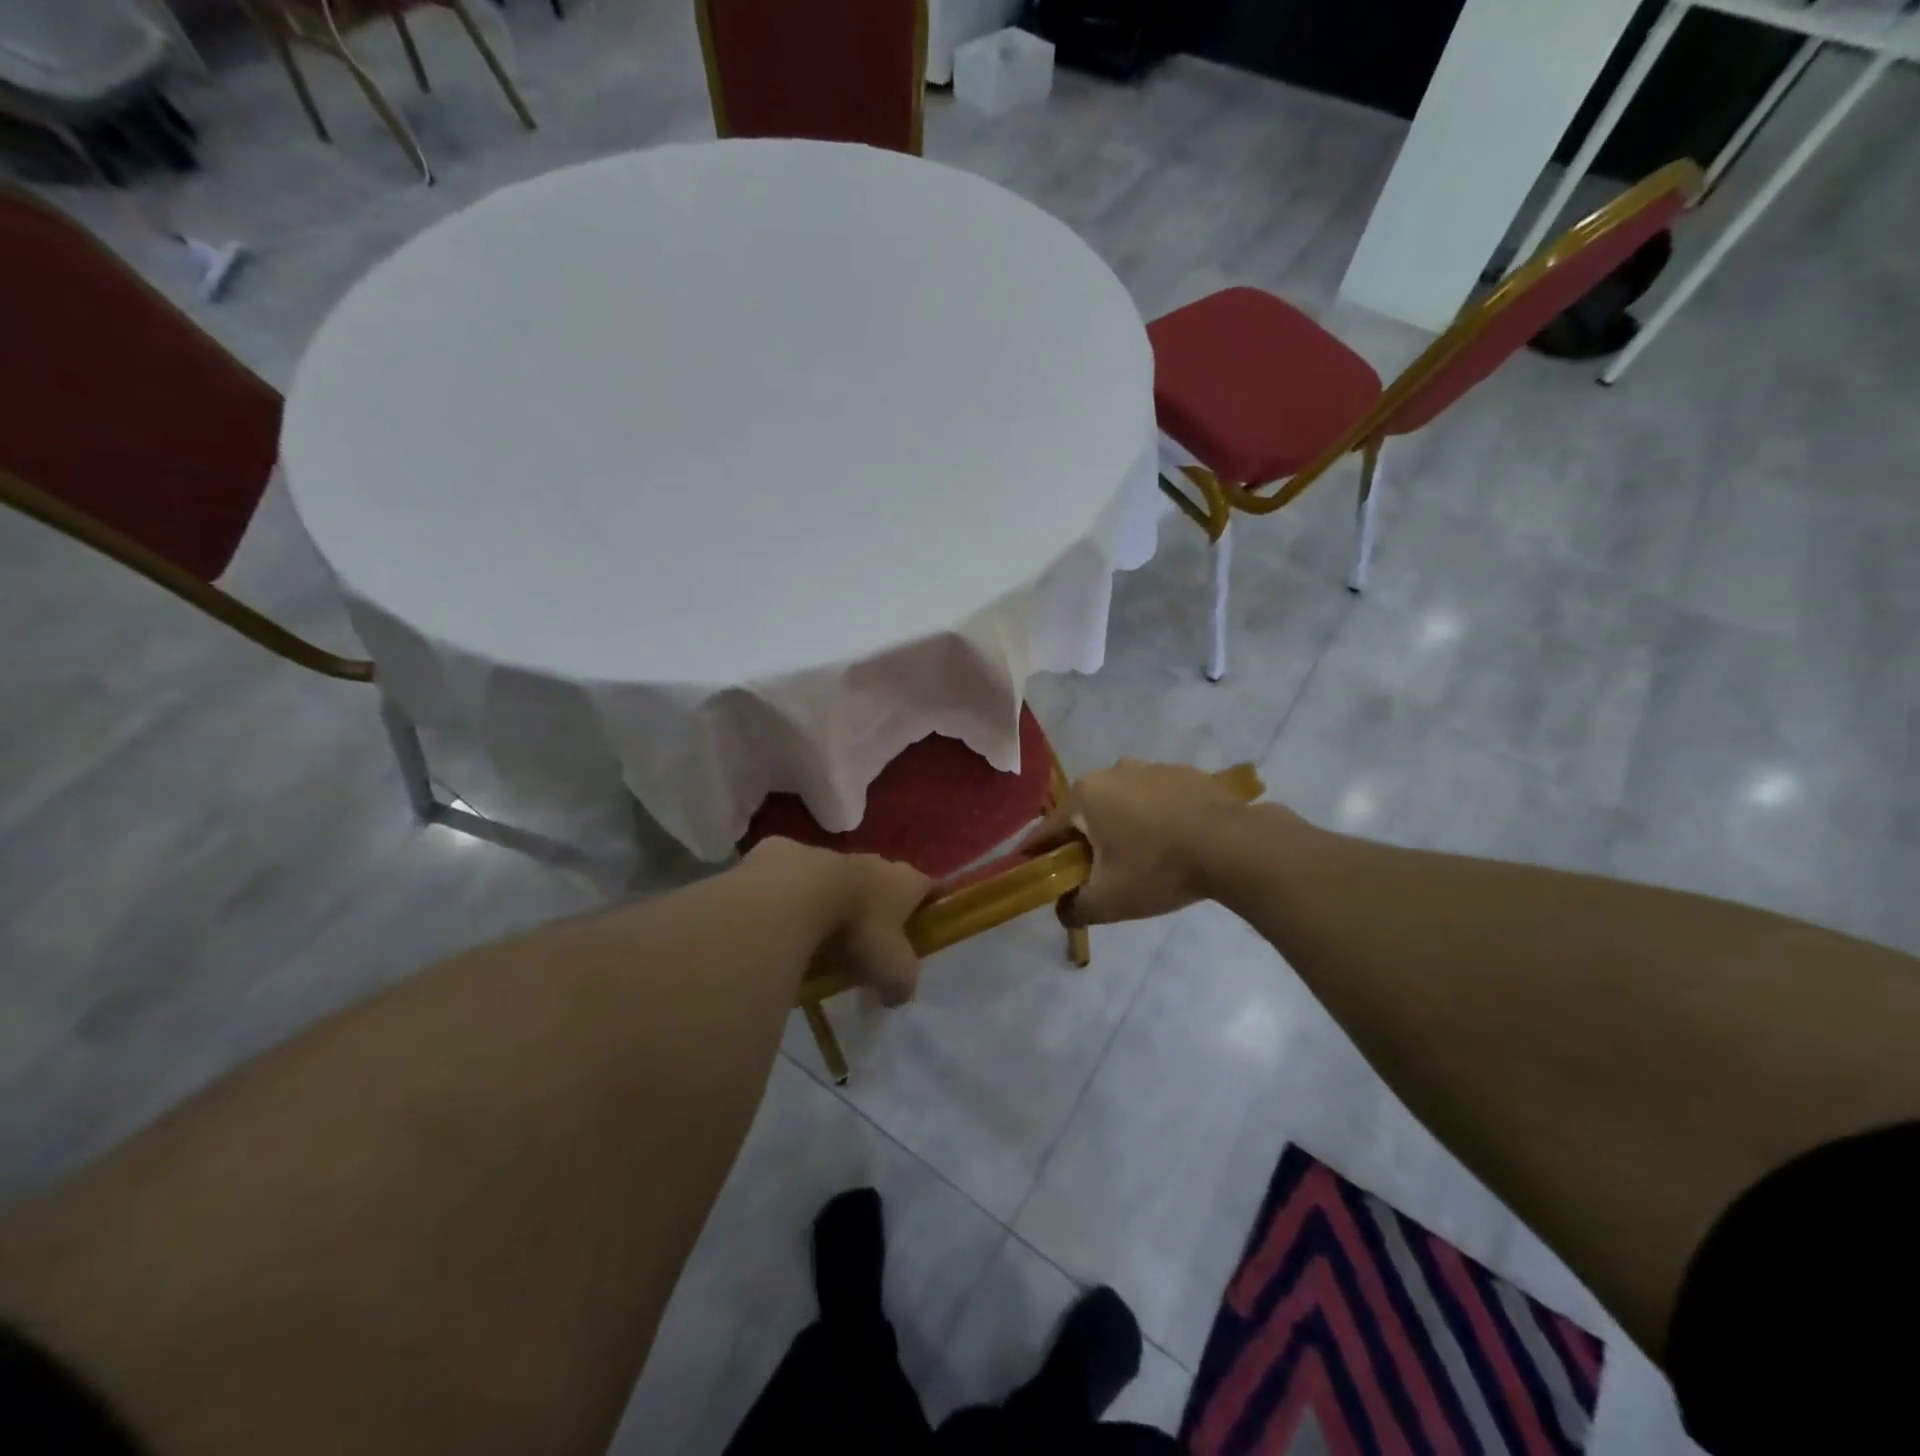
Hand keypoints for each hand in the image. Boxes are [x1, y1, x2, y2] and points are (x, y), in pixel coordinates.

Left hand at [747, 840, 930, 1005]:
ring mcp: (834, 856)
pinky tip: (792, 922)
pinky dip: (802, 897)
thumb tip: (898, 995)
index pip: (930, 887)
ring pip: (845, 879)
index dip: (931, 904)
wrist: (800, 894)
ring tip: (829, 932)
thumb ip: (902, 983)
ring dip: (842, 899)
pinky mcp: (795, 856)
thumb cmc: (860, 928)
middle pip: (887, 882)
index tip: (928, 921)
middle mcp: (876, 863)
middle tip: (875, 937)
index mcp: (906, 882)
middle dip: (884, 905)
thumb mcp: (892, 968)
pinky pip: (804, 880)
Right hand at [1026, 758, 1268, 925]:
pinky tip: (1172, 842)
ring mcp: (1151, 767)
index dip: (1037, 854)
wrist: (1234, 845)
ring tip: (1140, 858)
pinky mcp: (1184, 773)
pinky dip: (1155, 817)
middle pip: (1086, 813)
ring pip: (1122, 803)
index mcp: (1085, 795)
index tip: (1032, 870)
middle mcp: (1112, 771)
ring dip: (1122, 826)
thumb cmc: (1158, 867)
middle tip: (1094, 872)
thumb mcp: (1109, 901)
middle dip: (1084, 841)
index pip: (1047, 830)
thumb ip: (1074, 907)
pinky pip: (1156, 798)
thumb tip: (1063, 910)